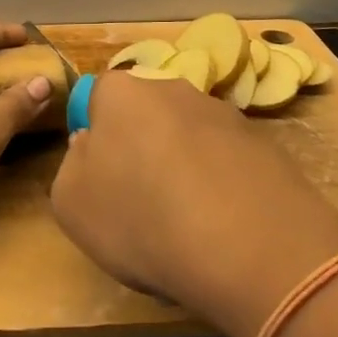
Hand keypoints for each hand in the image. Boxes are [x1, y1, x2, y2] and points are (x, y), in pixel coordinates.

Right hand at [49, 72, 337, 336]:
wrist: (251, 248)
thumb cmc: (143, 220)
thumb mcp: (72, 205)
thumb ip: (72, 166)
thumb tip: (90, 147)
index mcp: (121, 93)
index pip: (97, 99)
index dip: (96, 138)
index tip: (101, 179)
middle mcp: (174, 89)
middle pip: (145, 116)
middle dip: (140, 149)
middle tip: (140, 202)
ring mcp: (225, 114)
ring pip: (188, 138)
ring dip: (182, 167)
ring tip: (187, 225)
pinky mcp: (265, 145)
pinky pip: (227, 162)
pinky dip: (221, 186)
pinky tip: (224, 228)